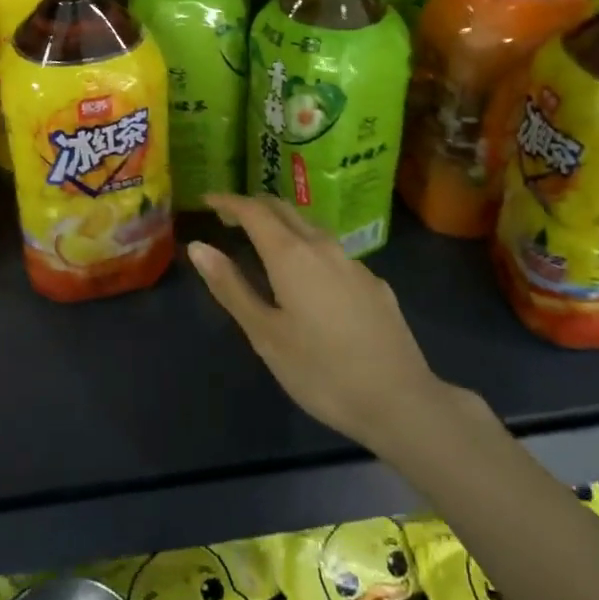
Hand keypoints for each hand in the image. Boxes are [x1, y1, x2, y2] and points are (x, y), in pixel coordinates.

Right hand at [190, 194, 453, 454]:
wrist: (400, 399)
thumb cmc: (320, 371)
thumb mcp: (265, 334)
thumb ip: (231, 287)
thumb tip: (198, 247)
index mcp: (291, 254)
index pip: (254, 211)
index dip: (229, 202)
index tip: (208, 200)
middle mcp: (323, 246)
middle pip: (284, 210)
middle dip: (254, 207)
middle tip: (230, 218)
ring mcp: (353, 262)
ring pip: (311, 228)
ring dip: (283, 226)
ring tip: (264, 243)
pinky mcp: (373, 283)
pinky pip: (332, 253)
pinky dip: (309, 250)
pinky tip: (309, 279)